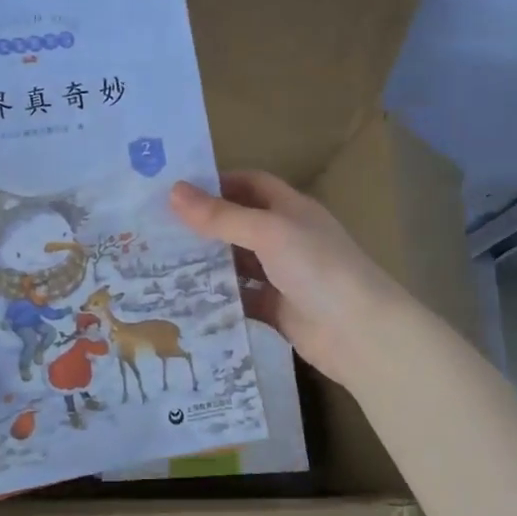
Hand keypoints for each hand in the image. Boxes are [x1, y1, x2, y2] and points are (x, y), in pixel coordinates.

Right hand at [170, 172, 409, 387]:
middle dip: (204, 225)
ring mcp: (283, 276)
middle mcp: (287, 238)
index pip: (251, 184)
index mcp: (291, 210)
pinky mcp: (278, 310)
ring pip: (238, 264)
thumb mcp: (268, 233)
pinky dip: (219, 298)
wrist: (360, 333)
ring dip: (208, 263)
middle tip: (156, 230)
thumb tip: (173, 191)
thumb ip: (221, 216)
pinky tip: (186, 300)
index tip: (177, 190)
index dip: (218, 182)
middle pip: (240, 224)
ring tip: (161, 264)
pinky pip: (242, 299)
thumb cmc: (317, 268)